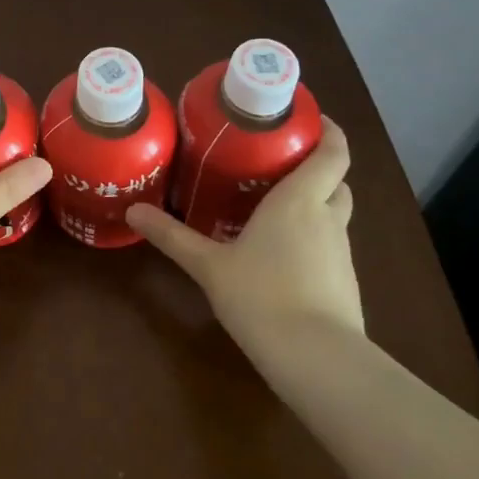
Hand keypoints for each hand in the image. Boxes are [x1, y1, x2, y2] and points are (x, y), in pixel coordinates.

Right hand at [125, 116, 362, 336]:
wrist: (317, 360)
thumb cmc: (262, 296)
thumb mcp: (209, 265)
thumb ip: (172, 236)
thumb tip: (133, 211)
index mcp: (299, 201)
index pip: (333, 154)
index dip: (330, 132)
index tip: (312, 118)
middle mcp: (327, 218)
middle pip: (336, 182)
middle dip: (317, 168)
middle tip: (279, 163)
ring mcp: (341, 253)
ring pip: (335, 214)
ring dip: (316, 204)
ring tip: (275, 206)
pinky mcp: (345, 283)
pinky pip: (331, 246)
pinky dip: (315, 238)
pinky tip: (283, 254)